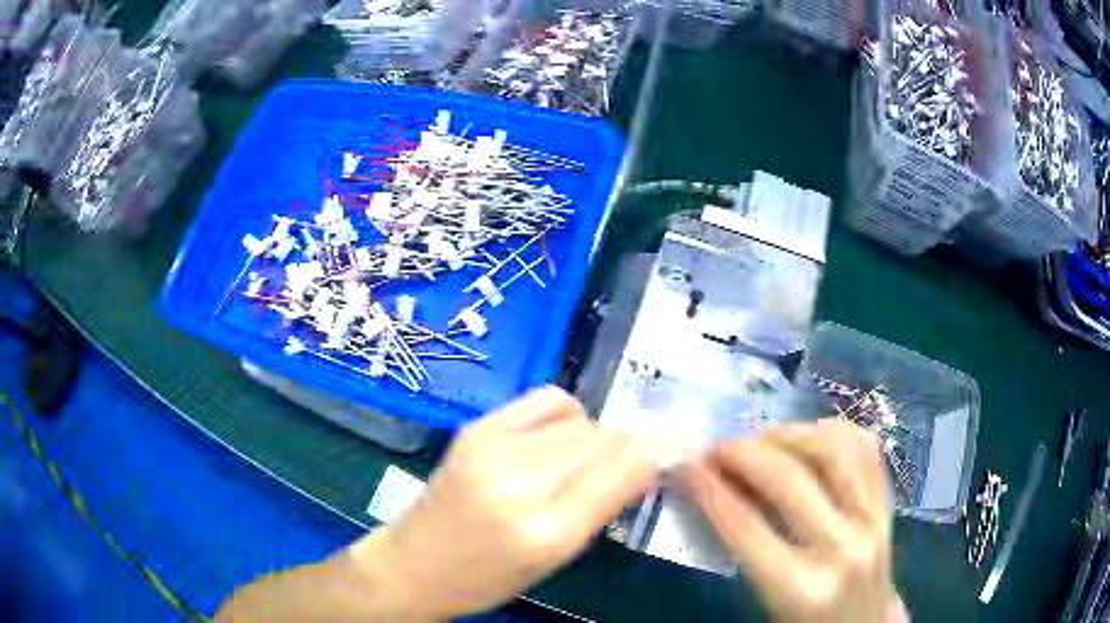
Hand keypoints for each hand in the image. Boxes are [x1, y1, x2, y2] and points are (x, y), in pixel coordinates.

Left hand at [350, 387, 658, 620]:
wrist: (416, 562)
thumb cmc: (489, 577)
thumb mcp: (555, 559)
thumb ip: (602, 507)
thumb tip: (645, 460)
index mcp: (547, 532)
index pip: (623, 469)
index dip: (658, 449)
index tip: (680, 441)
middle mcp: (520, 484)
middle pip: (605, 437)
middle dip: (626, 447)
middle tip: (623, 464)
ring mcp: (492, 448)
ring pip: (580, 419)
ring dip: (595, 435)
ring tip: (579, 460)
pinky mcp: (476, 427)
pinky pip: (547, 400)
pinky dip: (567, 414)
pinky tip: (556, 436)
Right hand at [680, 419, 894, 622]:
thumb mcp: (765, 598)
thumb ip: (743, 547)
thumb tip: (717, 486)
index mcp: (800, 587)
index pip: (745, 527)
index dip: (709, 488)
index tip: (685, 463)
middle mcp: (841, 547)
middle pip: (788, 480)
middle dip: (743, 454)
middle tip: (715, 448)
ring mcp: (872, 521)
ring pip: (833, 451)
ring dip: (789, 436)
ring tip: (760, 440)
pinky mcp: (888, 506)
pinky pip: (865, 450)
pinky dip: (834, 433)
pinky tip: (809, 436)